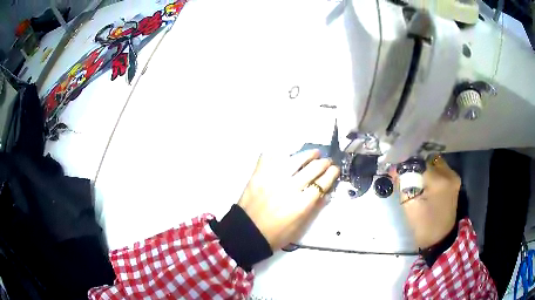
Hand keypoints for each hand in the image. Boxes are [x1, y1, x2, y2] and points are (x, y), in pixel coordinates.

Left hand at [238, 150, 339, 250]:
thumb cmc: (275, 235)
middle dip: (324, 162)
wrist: (246, 233)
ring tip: (314, 153)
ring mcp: (273, 179)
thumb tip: (325, 193)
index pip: (322, 183)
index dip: (332, 174)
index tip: (335, 169)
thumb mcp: (299, 228)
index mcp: (301, 204)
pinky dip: (279, 154)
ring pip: (295, 159)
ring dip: (308, 154)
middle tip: (327, 161)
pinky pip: (270, 157)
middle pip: (313, 168)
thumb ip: (314, 209)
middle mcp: (290, 187)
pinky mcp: (259, 175)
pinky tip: (287, 154)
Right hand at [391, 155, 460, 248]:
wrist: (440, 238)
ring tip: (415, 178)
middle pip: (428, 159)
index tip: (396, 170)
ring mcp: (453, 177)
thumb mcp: (409, 206)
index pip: (419, 163)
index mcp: (439, 181)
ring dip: (424, 168)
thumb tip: (395, 169)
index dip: (406, 165)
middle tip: (406, 174)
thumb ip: (402, 184)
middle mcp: (449, 174)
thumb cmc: (423, 225)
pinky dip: (431, 172)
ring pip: (434, 162)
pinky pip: (440, 169)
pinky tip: (425, 182)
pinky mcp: (454, 181)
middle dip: (415, 165)